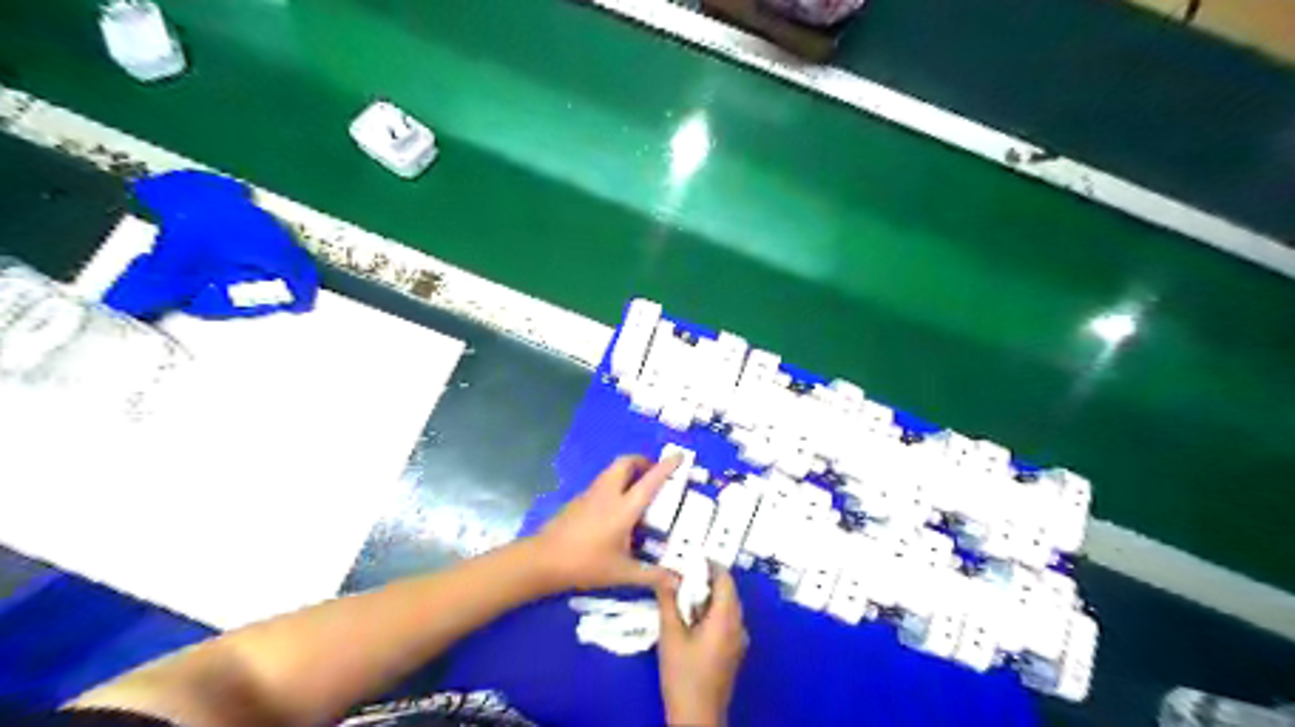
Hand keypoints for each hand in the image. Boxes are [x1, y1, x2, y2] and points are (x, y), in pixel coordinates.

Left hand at [531, 459, 680, 594]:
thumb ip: (651, 575)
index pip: (650, 480)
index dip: (667, 467)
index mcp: (623, 507)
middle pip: (626, 462)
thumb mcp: (622, 573)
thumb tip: (677, 581)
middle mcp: (608, 493)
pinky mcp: (579, 500)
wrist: (543, 560)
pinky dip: (615, 484)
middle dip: (643, 462)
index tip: (679, 456)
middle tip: (655, 474)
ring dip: (628, 471)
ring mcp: (591, 494)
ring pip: (612, 470)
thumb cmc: (585, 564)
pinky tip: (617, 508)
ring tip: (640, 490)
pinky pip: (603, 482)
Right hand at [659, 567, 749, 725]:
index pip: (725, 579)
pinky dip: (711, 612)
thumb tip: (666, 574)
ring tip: (682, 595)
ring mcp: (738, 640)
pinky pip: (726, 621)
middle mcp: (738, 626)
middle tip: (681, 576)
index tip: (689, 559)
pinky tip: (691, 618)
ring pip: (726, 607)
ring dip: (707, 597)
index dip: (709, 565)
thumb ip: (669, 601)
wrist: (696, 716)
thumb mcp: (670, 634)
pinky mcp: (733, 652)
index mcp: (726, 619)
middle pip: (727, 592)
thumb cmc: (683, 675)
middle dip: (706, 581)